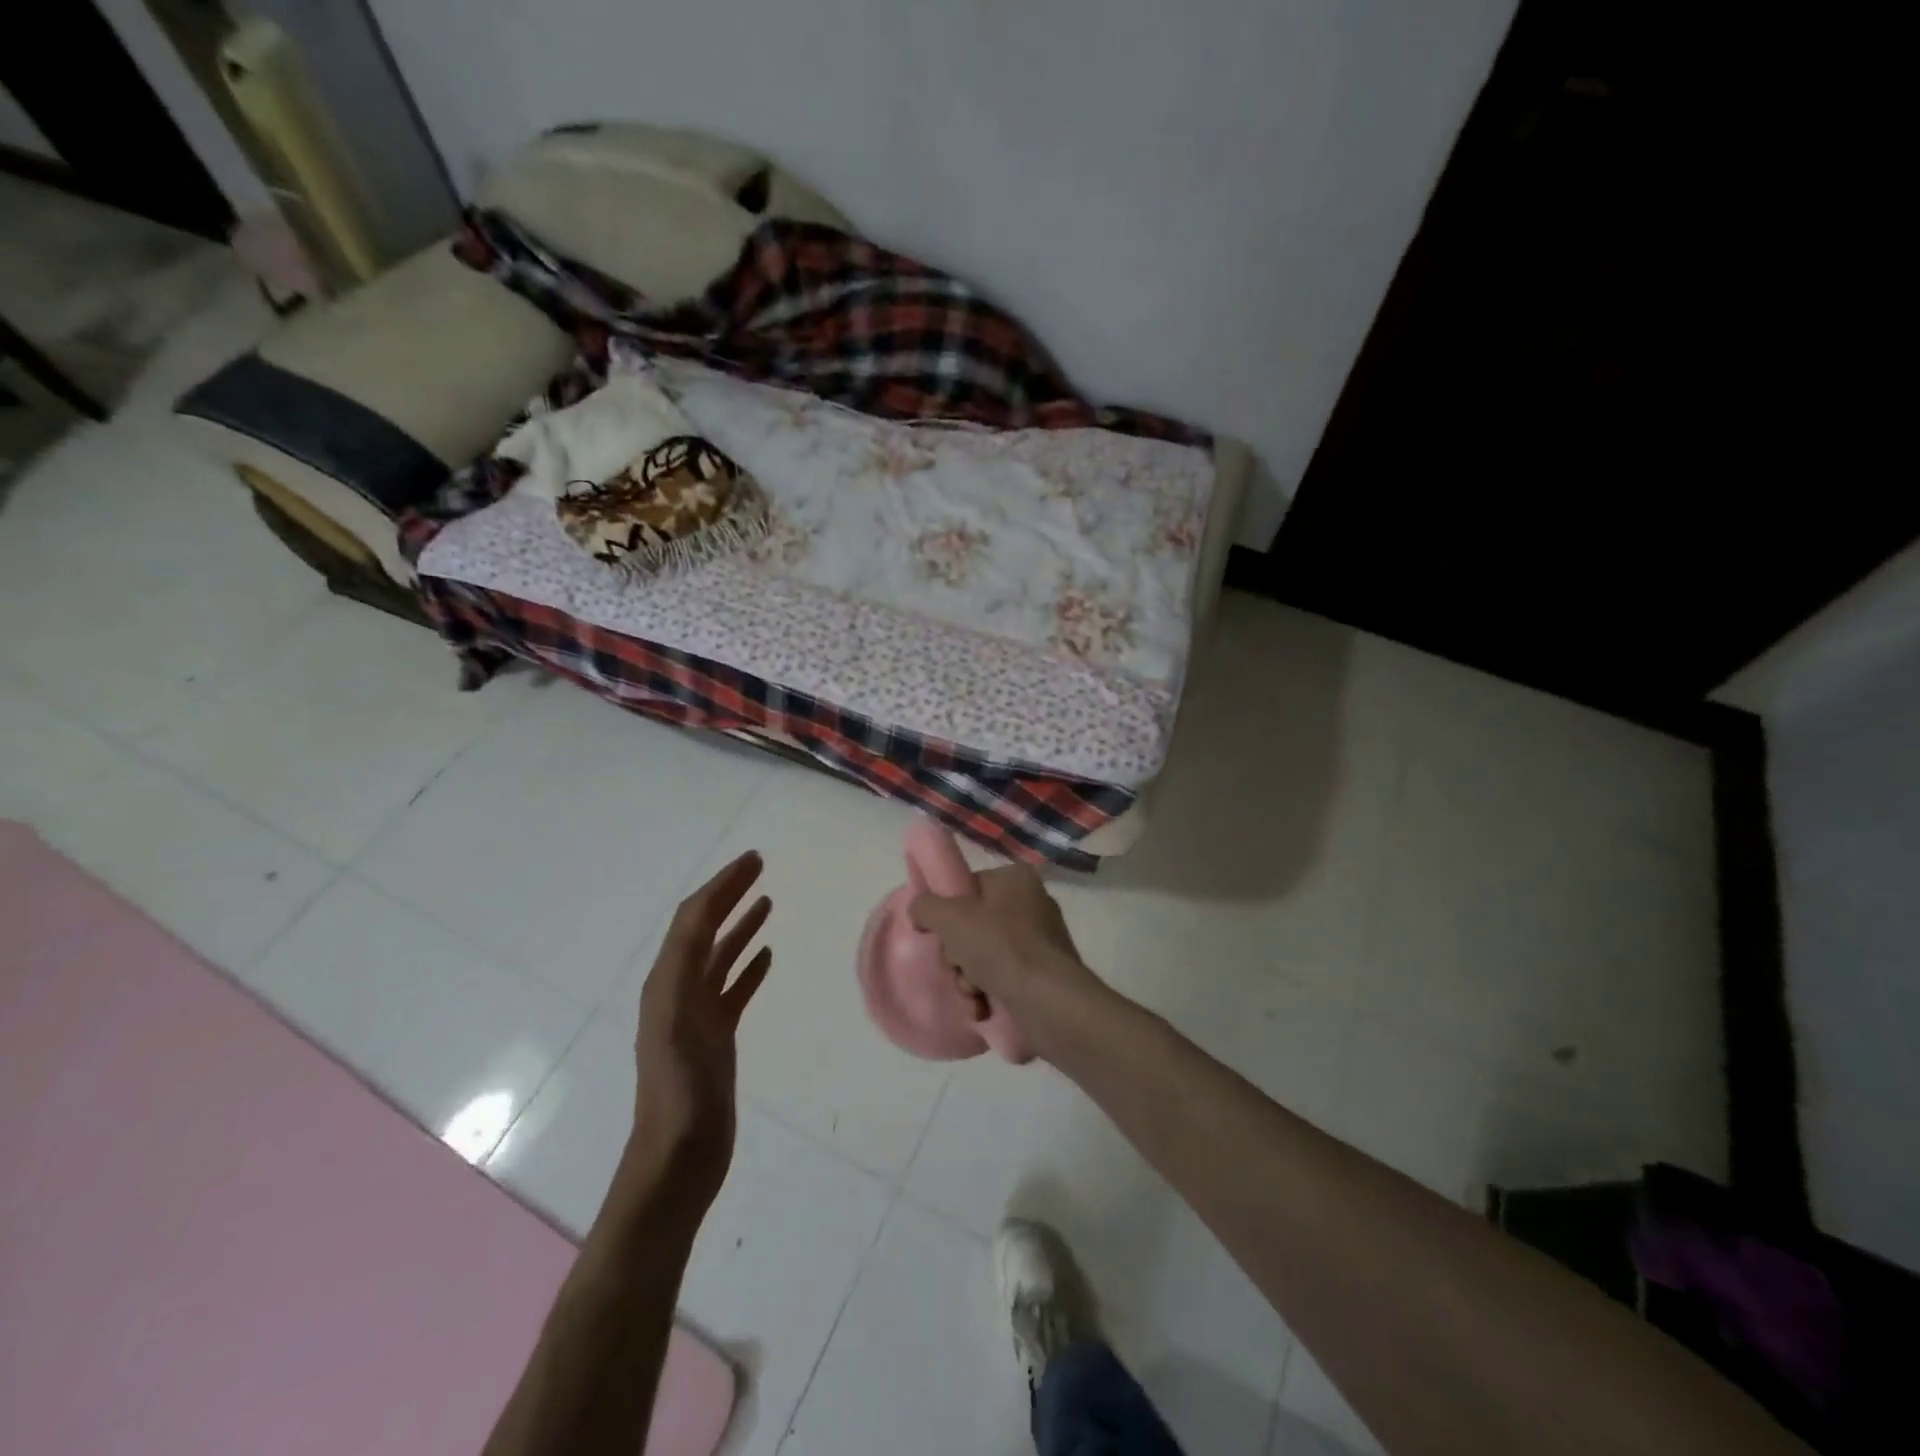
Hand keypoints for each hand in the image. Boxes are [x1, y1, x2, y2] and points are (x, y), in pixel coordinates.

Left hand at [629, 851, 772, 1208]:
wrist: (678, 1162)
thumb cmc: (680, 1098)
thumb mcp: (677, 1031)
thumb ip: (684, 975)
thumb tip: (697, 920)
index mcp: (667, 984)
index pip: (693, 920)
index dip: (720, 886)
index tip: (752, 860)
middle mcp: (678, 991)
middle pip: (704, 929)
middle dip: (729, 895)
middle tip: (759, 867)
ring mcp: (698, 1014)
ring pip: (720, 956)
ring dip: (740, 925)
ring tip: (768, 901)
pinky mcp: (716, 1037)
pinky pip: (733, 988)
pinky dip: (748, 965)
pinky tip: (767, 955)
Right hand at [908, 865, 1102, 1053]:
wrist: (1048, 1002)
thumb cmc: (999, 947)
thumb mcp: (949, 917)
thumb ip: (925, 906)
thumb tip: (921, 912)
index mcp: (1015, 878)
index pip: (968, 887)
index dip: (947, 912)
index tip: (941, 935)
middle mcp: (1032, 903)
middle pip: (972, 925)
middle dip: (957, 955)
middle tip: (958, 967)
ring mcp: (1041, 940)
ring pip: (983, 955)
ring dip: (967, 979)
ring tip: (973, 994)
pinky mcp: (1044, 974)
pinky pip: (1003, 977)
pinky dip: (987, 994)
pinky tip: (983, 1008)